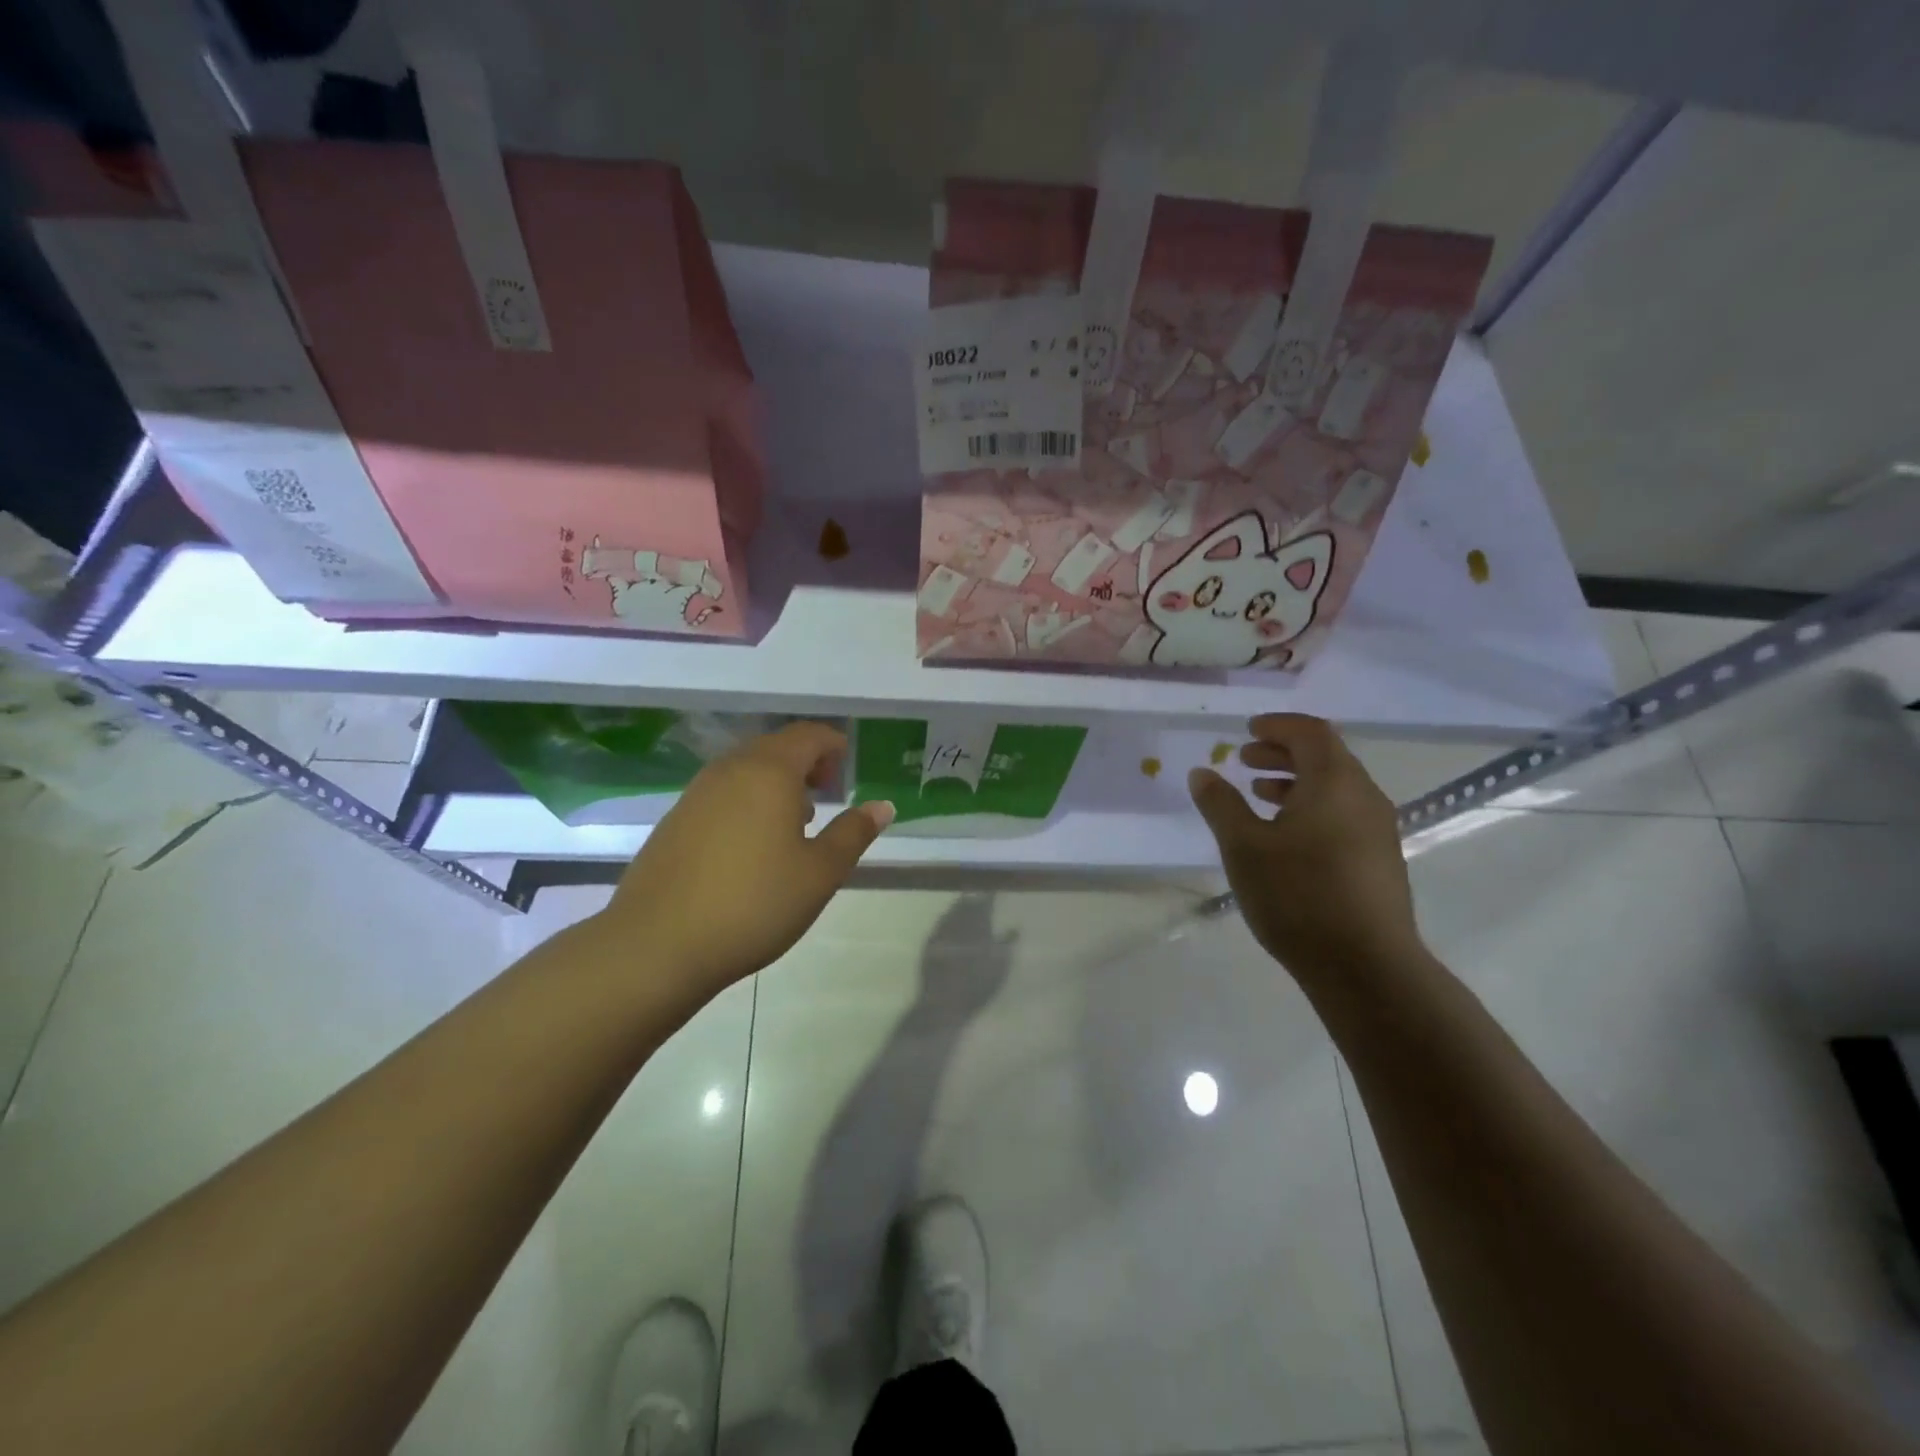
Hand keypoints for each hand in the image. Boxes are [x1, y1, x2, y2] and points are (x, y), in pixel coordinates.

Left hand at [599, 722, 893, 1004]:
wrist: (657, 944)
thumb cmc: (754, 903)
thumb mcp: (819, 873)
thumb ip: (853, 833)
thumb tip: (882, 806)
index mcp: (768, 771)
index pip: (808, 736)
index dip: (833, 744)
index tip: (849, 765)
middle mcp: (729, 770)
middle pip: (774, 748)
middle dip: (806, 762)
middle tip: (828, 791)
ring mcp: (695, 794)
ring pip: (745, 770)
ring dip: (775, 782)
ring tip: (796, 820)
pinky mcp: (674, 821)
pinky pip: (722, 793)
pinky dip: (747, 801)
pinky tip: (753, 843)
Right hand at [1188, 713, 1422, 980]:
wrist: (1366, 966)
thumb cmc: (1298, 895)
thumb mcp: (1244, 847)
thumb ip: (1221, 804)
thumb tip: (1202, 772)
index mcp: (1335, 782)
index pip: (1310, 732)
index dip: (1277, 725)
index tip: (1246, 731)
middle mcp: (1364, 797)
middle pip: (1326, 757)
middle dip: (1282, 753)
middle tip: (1244, 760)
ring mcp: (1377, 830)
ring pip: (1335, 788)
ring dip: (1295, 782)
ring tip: (1258, 795)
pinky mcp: (1379, 860)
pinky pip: (1342, 814)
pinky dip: (1311, 808)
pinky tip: (1285, 837)